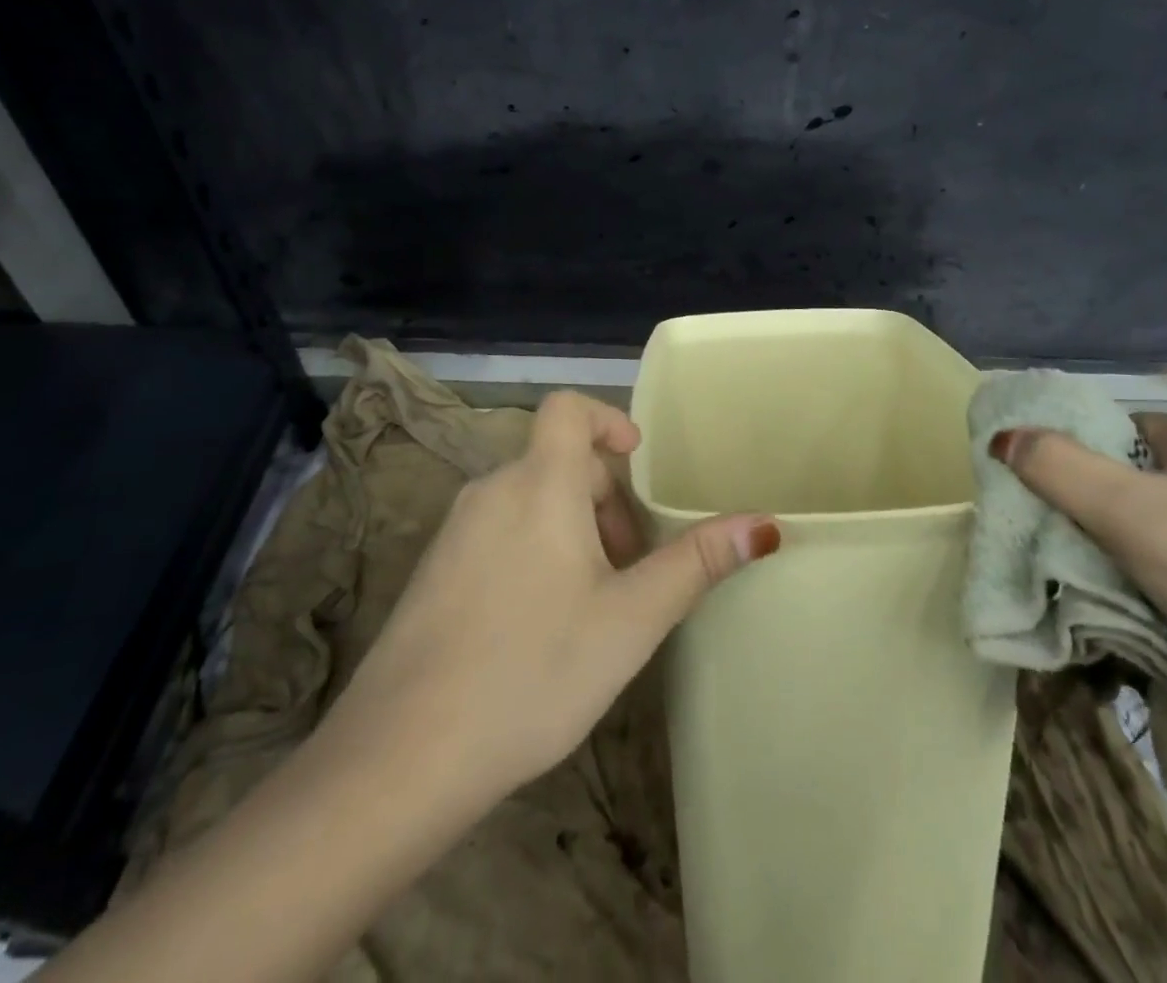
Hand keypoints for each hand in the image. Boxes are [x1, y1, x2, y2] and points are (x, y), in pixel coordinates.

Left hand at [324, 391, 780, 805]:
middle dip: (606, 499)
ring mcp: (455, 532)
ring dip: (573, 529)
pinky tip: (542, 624)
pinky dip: (534, 549)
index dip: (608, 419)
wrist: (401, 757)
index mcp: (539, 484)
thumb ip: (696, 563)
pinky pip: (498, 532)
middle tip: (633, 565)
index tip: (639, 461)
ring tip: (596, 599)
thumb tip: (765, 524)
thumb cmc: (533, 670)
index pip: (568, 408)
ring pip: (530, 500)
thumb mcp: (630, 619)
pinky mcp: (433, 571)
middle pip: (560, 463)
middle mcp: (492, 491)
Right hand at [992, 415, 1166, 740]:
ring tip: (1066, 573)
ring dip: (1102, 550)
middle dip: (1078, 507)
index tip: (1028, 486)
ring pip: (1141, 529)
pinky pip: (1165, 569)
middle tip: (1038, 534)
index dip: (1065, 449)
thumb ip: (1056, 466)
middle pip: (1122, 478)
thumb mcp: (1127, 509)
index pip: (1111, 427)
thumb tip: (1000, 437)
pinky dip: (1133, 581)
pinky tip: (1111, 602)